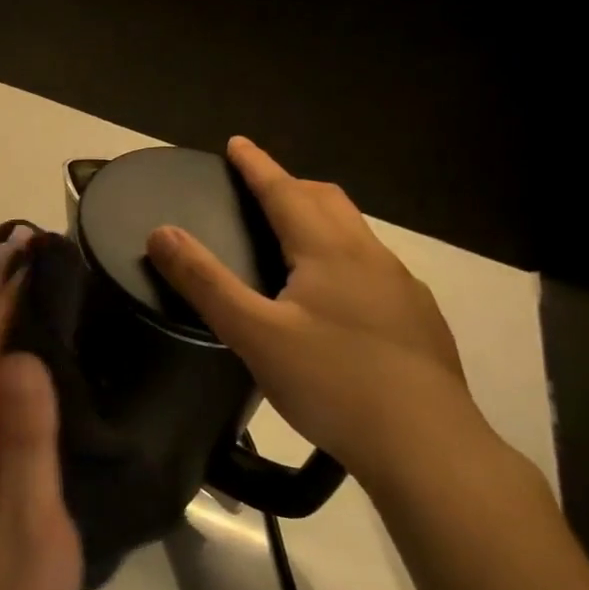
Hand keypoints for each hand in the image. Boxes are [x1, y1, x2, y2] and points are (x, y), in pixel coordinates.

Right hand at [146, 137, 491, 489]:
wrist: (427, 446)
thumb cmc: (332, 383)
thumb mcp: (254, 334)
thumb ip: (205, 281)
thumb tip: (161, 232)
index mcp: (330, 252)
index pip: (286, 192)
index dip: (258, 166)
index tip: (237, 143)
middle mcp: (371, 257)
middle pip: (328, 202)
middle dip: (291, 185)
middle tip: (259, 186)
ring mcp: (402, 288)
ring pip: (355, 234)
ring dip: (320, 219)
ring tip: (293, 237)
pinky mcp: (418, 320)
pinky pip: (374, 268)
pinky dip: (343, 257)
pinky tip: (336, 296)